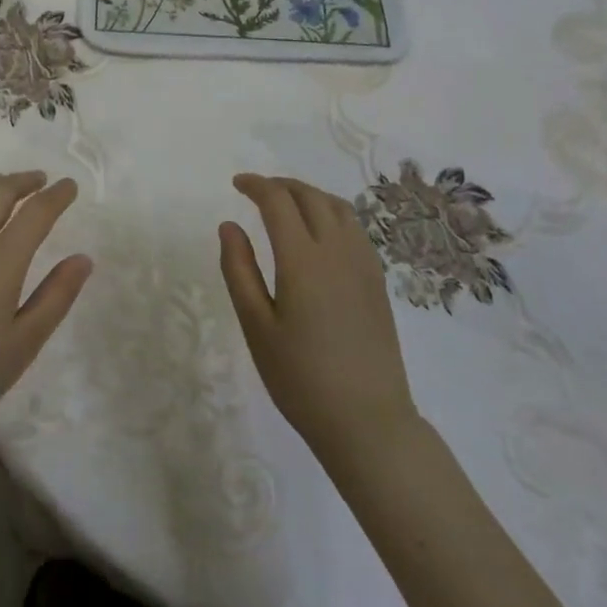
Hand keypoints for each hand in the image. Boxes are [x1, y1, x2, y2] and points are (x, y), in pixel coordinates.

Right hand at [219, 174, 419, 463]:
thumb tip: (229, 225)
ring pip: (337, 207)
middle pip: (310, 196)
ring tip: (287, 203)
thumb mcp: (256, 327)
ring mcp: (363, 264)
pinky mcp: (377, 281)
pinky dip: (331, 212)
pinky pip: (355, 227)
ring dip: (309, 194)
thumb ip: (239, 270)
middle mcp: (337, 251)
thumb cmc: (301, 378)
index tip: (236, 184)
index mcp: (302, 259)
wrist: (368, 422)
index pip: (278, 201)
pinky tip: (320, 232)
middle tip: (257, 190)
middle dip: (281, 185)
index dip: (255, 185)